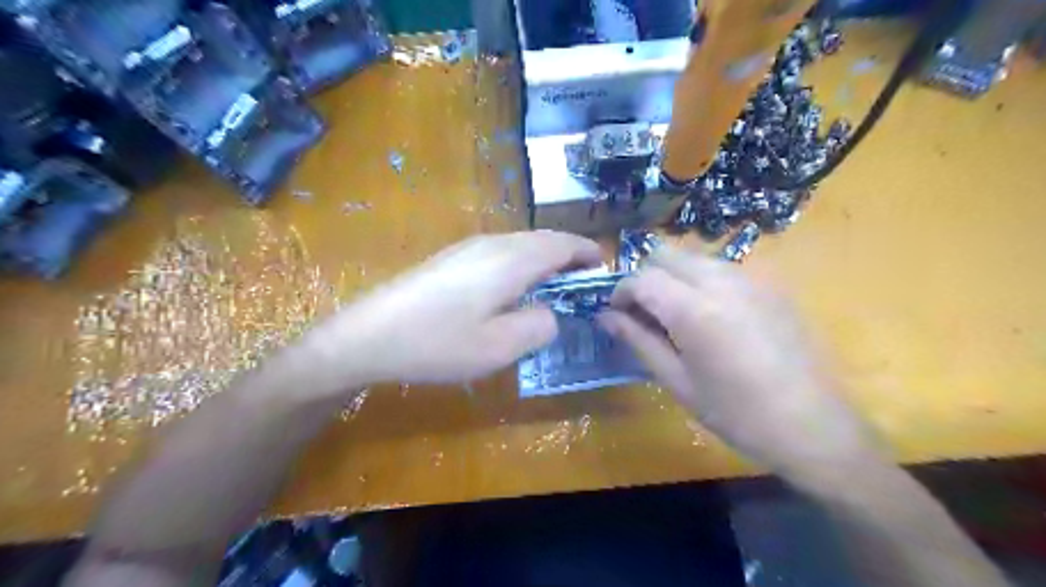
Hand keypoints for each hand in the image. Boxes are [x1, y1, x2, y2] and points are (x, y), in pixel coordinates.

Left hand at [297, 229, 599, 388]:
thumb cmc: (437, 343)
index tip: (603, 266)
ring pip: (520, 244)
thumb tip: (550, 312)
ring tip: (555, 285)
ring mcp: (468, 248)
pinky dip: (521, 264)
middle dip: (568, 255)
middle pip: (542, 239)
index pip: (562, 244)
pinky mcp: (451, 259)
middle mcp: (492, 244)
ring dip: (544, 259)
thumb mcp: (499, 347)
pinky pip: (500, 252)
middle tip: (584, 280)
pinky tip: (514, 289)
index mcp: (511, 260)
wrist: (368, 335)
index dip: (586, 252)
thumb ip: (539, 326)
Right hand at [595, 247, 880, 480]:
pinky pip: (722, 269)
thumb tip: (606, 316)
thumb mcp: (678, 382)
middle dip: (646, 277)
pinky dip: (702, 282)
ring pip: (694, 258)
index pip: (641, 278)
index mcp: (694, 309)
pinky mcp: (771, 285)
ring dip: (674, 277)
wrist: (815, 426)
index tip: (617, 314)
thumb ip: (638, 341)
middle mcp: (721, 281)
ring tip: (675, 316)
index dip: (621, 292)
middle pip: (666, 255)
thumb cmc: (737, 413)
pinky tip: (711, 318)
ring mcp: (751, 279)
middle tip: (643, 313)